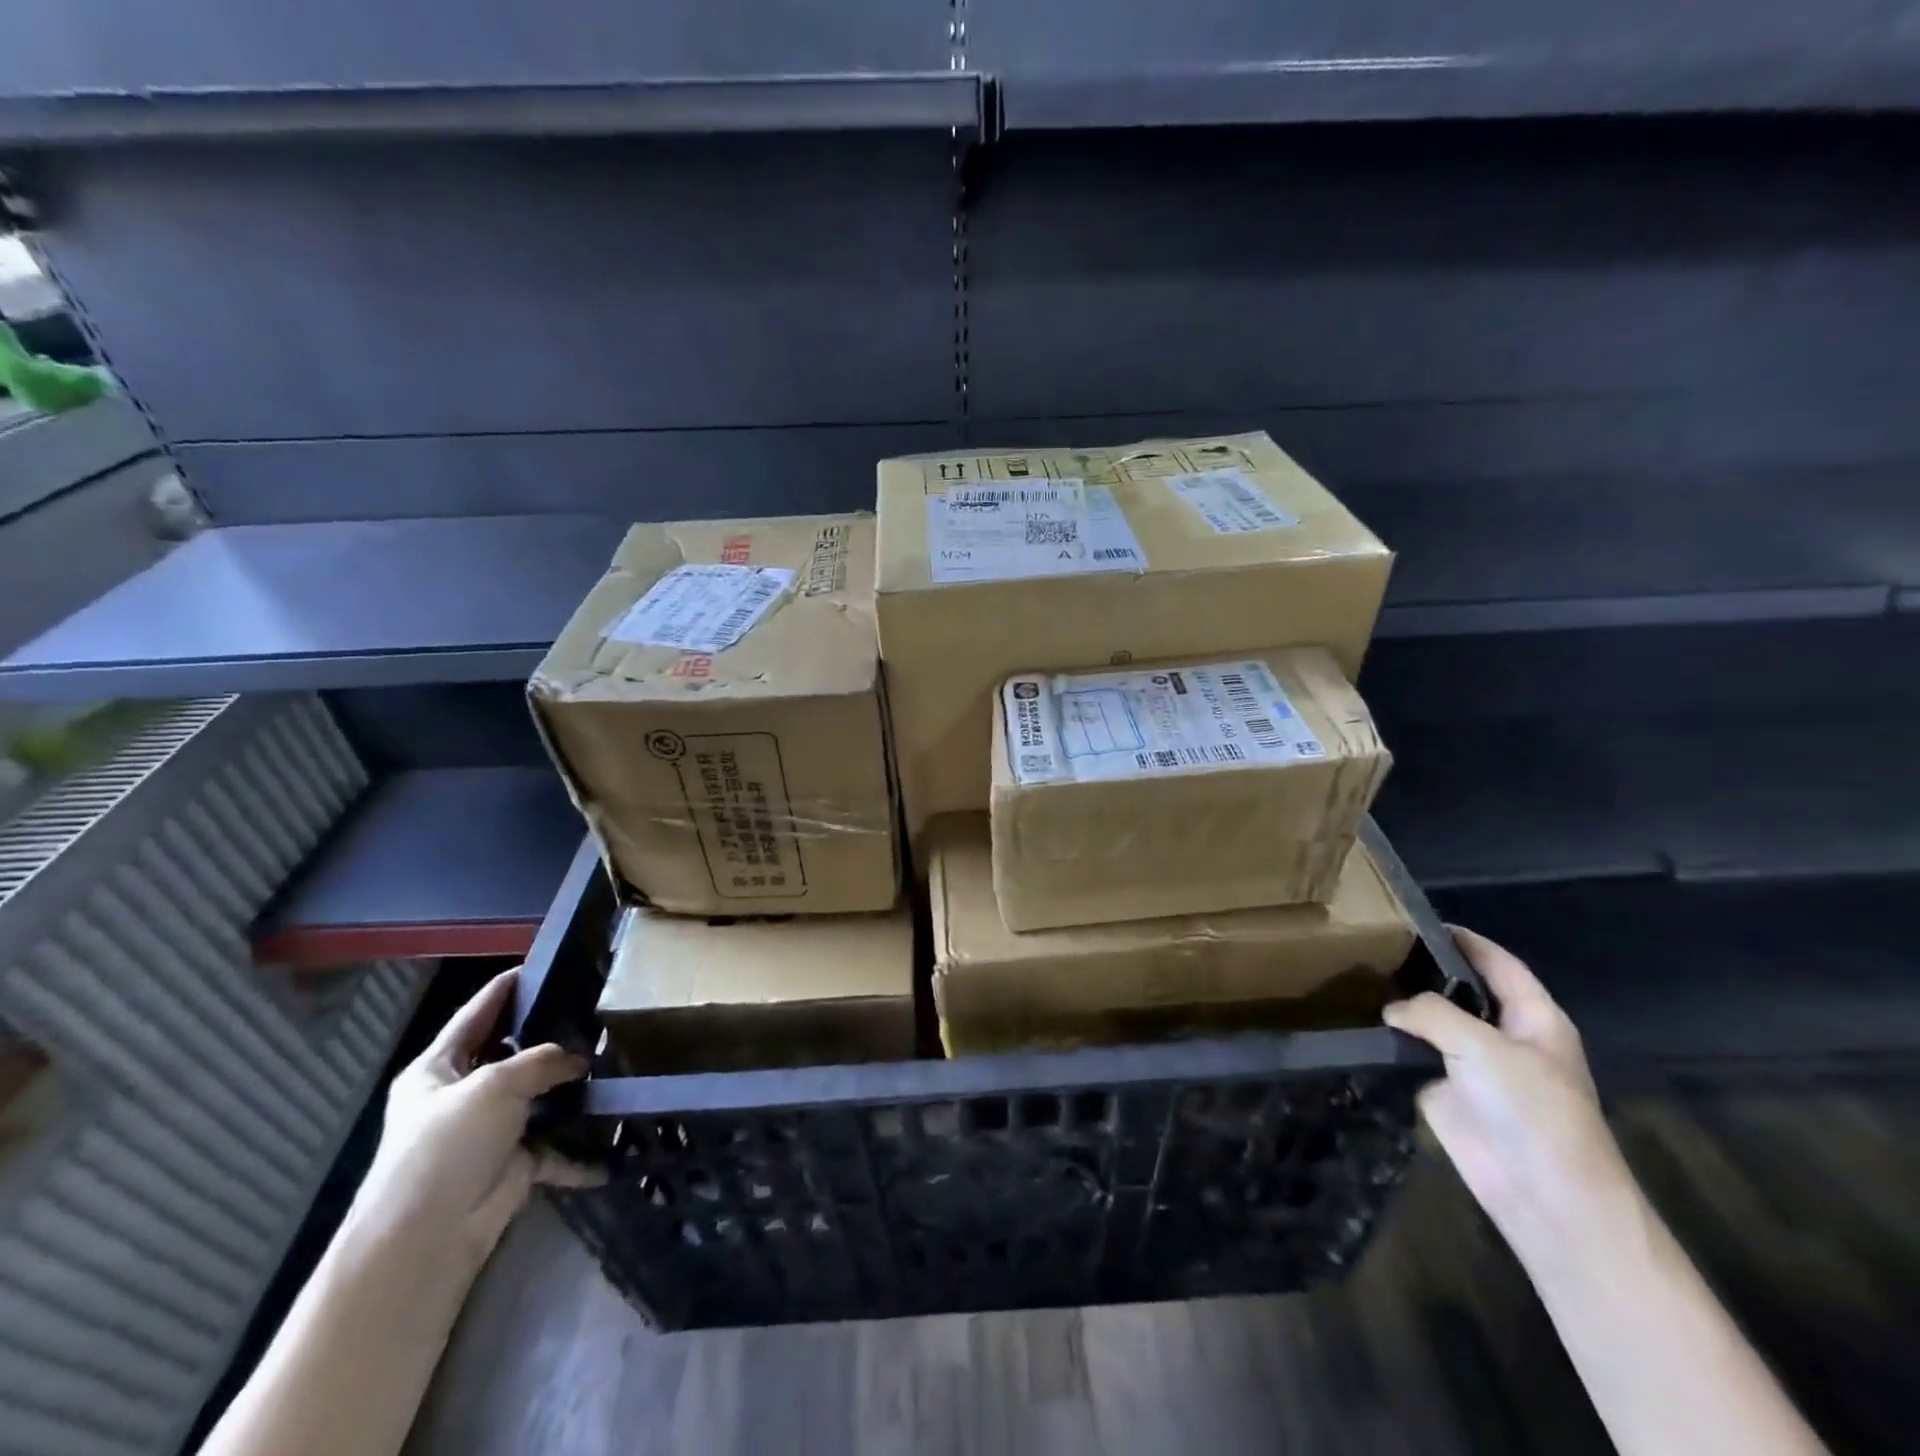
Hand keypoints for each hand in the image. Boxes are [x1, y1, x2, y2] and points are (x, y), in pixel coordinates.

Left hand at [352, 969, 603, 1273]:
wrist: (424, 1241)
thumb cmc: (445, 1147)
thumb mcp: (494, 1086)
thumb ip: (541, 1061)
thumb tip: (579, 1060)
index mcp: (438, 1068)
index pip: (477, 1013)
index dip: (508, 987)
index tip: (545, 964)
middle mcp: (461, 1095)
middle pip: (512, 1054)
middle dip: (551, 1037)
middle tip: (596, 1011)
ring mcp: (488, 1132)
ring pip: (539, 1098)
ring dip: (571, 1089)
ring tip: (615, 1060)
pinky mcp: (513, 1165)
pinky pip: (555, 1147)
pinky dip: (581, 1149)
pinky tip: (614, 1137)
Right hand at [1385, 927, 1638, 1269]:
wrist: (1542, 1195)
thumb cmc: (1532, 1111)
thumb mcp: (1483, 1046)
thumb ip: (1431, 1012)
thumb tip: (1390, 1009)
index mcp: (1533, 1017)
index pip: (1498, 963)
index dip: (1464, 939)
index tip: (1415, 917)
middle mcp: (1503, 1035)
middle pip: (1460, 990)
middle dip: (1423, 969)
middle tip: (1372, 944)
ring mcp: (1473, 1065)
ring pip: (1432, 1022)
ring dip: (1402, 1006)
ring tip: (1358, 975)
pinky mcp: (1444, 1091)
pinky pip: (1413, 1055)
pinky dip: (1390, 1041)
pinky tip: (1358, 1021)